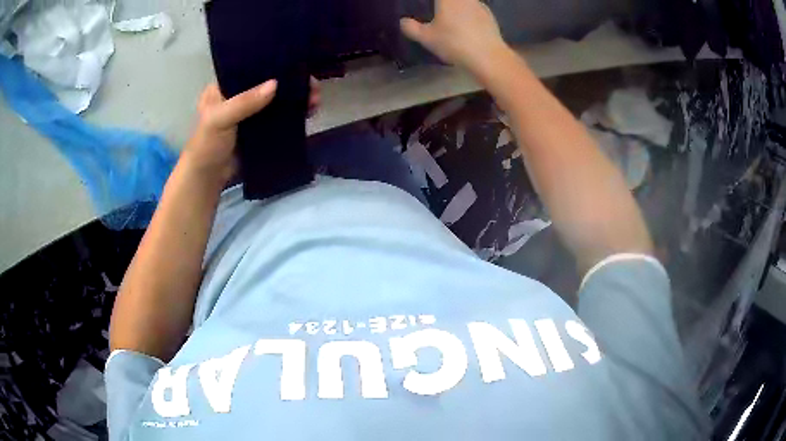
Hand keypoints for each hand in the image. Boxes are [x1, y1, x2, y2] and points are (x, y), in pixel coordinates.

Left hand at [182, 77, 321, 184]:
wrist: (209, 178)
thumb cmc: (207, 145)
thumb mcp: (219, 119)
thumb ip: (244, 102)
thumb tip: (275, 84)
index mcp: (224, 86)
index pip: (250, 67)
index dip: (272, 63)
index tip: (295, 62)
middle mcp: (239, 95)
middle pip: (269, 82)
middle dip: (291, 81)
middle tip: (312, 83)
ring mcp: (251, 112)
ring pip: (278, 98)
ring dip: (297, 97)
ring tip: (316, 98)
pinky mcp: (261, 128)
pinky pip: (280, 116)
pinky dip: (295, 113)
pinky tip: (310, 111)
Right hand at [400, 0, 507, 71]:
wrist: (488, 57)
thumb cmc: (454, 43)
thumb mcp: (426, 38)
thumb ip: (411, 28)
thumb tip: (403, 21)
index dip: (432, 2)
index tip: (429, 6)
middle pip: (451, 0)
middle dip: (444, 4)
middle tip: (436, 9)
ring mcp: (479, 5)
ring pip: (465, 1)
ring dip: (457, 6)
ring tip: (450, 15)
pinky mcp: (489, 16)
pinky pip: (475, 8)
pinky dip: (468, 12)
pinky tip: (466, 24)